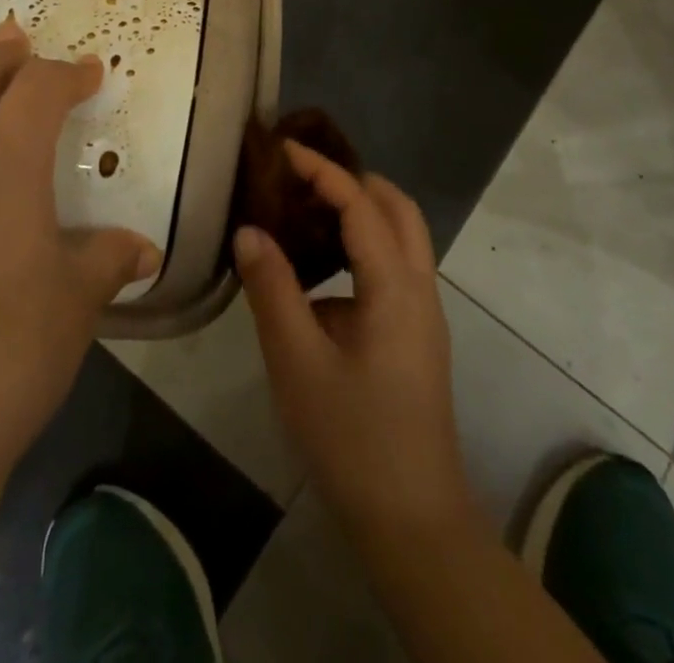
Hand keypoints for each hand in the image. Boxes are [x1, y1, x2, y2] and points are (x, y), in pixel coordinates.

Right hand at [235, 142, 476, 538]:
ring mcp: (424, 314)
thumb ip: (272, 289)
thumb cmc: (352, 439)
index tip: (283, 150)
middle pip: (397, 208)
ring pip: (401, 237)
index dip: (322, 170)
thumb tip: (249, 230)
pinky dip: (363, 246)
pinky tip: (320, 275)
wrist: (413, 523)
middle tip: (301, 177)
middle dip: (353, 180)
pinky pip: (394, 268)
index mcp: (395, 286)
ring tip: (307, 212)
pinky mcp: (417, 337)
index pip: (361, 204)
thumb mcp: (297, 363)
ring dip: (361, 212)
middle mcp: (419, 289)